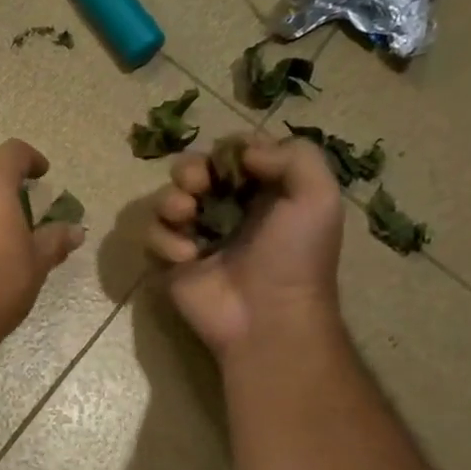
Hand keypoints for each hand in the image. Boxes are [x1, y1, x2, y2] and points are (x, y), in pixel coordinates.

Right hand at [147, 133, 344, 358]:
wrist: (267, 318)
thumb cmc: (295, 257)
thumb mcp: (318, 197)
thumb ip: (294, 155)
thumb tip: (244, 153)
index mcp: (262, 191)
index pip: (232, 153)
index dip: (227, 151)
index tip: (233, 165)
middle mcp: (226, 209)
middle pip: (191, 170)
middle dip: (188, 170)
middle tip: (197, 186)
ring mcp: (195, 236)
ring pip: (165, 199)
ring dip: (171, 201)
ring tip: (186, 217)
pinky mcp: (170, 262)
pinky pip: (152, 236)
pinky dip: (164, 241)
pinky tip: (187, 258)